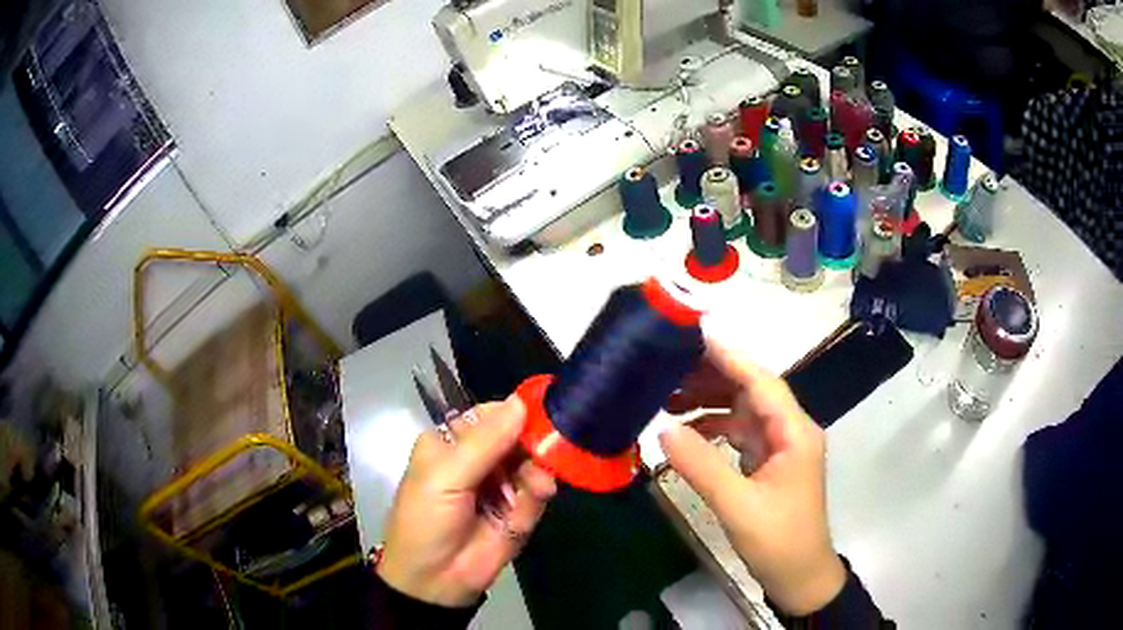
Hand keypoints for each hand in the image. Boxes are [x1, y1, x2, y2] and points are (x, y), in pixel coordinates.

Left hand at [377, 396, 556, 606]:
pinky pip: (539, 492)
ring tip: (539, 484)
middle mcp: (480, 459)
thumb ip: (485, 442)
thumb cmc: (426, 520)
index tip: (546, 410)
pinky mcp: (521, 510)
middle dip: (535, 442)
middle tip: (551, 447)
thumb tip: (521, 401)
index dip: (517, 412)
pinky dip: (539, 493)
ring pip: (534, 463)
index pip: (491, 415)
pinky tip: (536, 496)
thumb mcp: (445, 477)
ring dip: (539, 470)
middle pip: (519, 437)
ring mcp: (503, 485)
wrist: (434, 580)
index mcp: (452, 442)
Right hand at [660, 340, 845, 615]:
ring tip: (666, 398)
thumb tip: (663, 429)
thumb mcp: (737, 506)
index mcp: (793, 432)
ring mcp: (779, 446)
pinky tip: (686, 431)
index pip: (761, 382)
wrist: (800, 577)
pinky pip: (739, 433)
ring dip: (709, 401)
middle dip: (711, 377)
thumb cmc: (778, 541)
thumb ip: (702, 466)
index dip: (728, 357)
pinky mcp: (768, 463)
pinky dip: (713, 428)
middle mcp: (789, 430)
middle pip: (751, 390)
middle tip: (666, 370)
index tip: (691, 338)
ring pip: (742, 410)